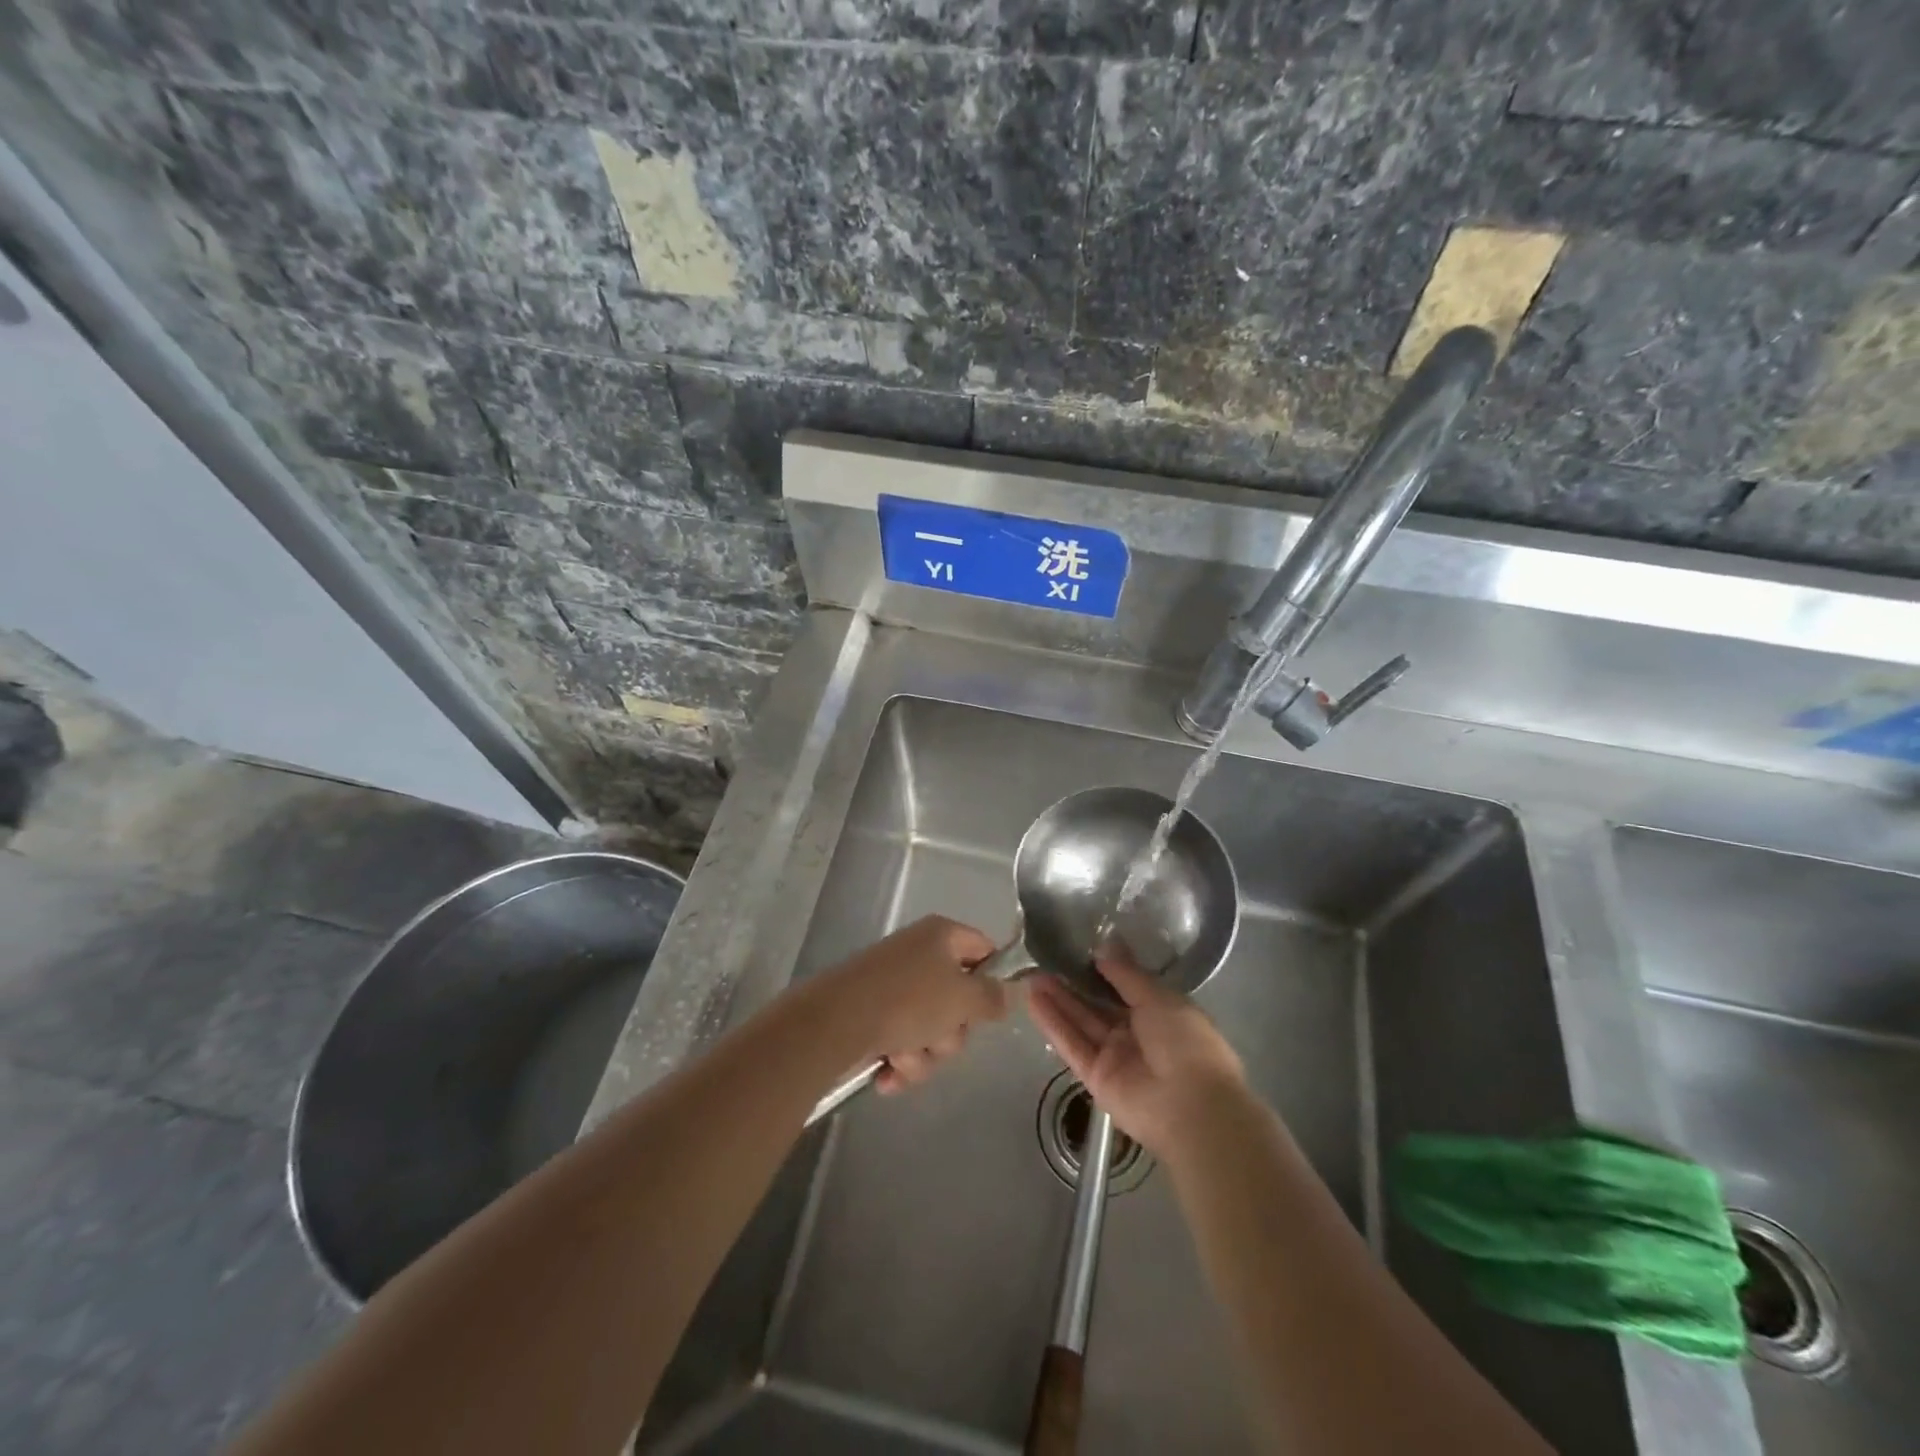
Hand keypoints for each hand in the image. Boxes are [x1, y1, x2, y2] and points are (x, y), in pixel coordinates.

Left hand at [823, 916, 1007, 1093]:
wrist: (834, 1024)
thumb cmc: (907, 1001)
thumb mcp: (963, 997)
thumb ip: (994, 997)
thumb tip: (1013, 991)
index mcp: (941, 936)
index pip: (985, 950)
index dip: (995, 980)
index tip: (994, 1010)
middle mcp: (919, 955)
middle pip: (960, 1000)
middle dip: (952, 1033)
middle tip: (939, 1037)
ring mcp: (894, 986)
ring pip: (933, 1030)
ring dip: (925, 1054)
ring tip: (903, 1056)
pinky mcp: (873, 1016)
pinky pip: (905, 1044)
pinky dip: (900, 1063)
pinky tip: (886, 1072)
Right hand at [1027, 950, 1247, 1156]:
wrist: (1191, 1107)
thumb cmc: (1186, 1043)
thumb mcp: (1160, 998)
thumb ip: (1128, 974)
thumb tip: (1104, 947)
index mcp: (1160, 1013)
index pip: (1125, 986)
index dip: (1102, 969)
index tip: (1078, 947)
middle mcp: (1136, 1034)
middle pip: (1098, 1004)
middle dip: (1073, 982)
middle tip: (1045, 958)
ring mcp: (1114, 1056)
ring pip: (1081, 1022)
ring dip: (1057, 999)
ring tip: (1031, 974)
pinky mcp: (1095, 1077)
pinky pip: (1072, 1045)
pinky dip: (1053, 1024)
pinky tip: (1032, 1000)